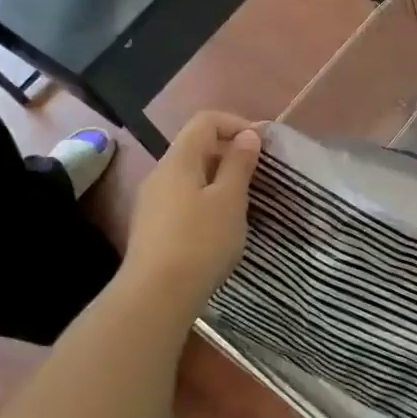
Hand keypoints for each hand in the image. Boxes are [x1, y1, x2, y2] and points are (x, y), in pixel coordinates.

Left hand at [125, 112, 263, 301]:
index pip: (206, 121)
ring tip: (246, 200)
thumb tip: (247, 135)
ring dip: (220, 179)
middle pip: (197, 146)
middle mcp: (160, 174)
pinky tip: (222, 225)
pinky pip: (184, 198)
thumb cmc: (200, 241)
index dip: (237, 123)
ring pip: (191, 175)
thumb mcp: (230, 200)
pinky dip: (207, 200)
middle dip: (230, 152)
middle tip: (260, 174)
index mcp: (179, 160)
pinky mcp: (153, 227)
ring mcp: (153, 201)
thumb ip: (239, 164)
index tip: (263, 145)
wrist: (155, 297)